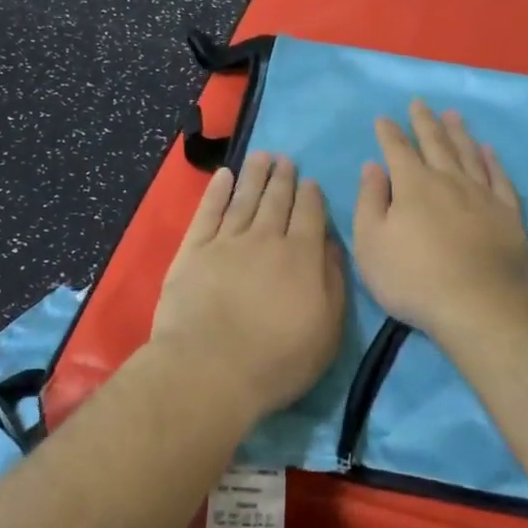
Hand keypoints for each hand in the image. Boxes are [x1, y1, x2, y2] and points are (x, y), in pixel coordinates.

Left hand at [150, 151, 346, 419]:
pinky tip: (224, 176)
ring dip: (255, 175)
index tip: (310, 181)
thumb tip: (332, 245)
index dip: (311, 195)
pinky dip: (217, 191)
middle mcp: (266, 239)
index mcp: (301, 256)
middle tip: (285, 160)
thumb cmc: (277, 359)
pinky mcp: (193, 251)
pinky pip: (208, 212)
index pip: (310, 215)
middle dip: (283, 178)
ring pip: (244, 199)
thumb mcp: (327, 331)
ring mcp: (226, 242)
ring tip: (262, 157)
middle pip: (277, 200)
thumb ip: (333, 282)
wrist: (210, 370)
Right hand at [353, 101, 527, 339]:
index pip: (397, 150)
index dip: (388, 133)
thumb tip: (373, 166)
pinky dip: (491, 160)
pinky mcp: (507, 213)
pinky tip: (488, 150)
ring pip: (468, 153)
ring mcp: (482, 194)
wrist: (479, 304)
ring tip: (452, 115)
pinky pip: (499, 176)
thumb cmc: (413, 277)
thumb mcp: (371, 243)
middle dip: (424, 122)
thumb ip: (369, 201)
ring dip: (458, 132)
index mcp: (413, 185)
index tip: (383, 118)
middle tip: (419, 103)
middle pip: (435, 143)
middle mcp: (448, 180)